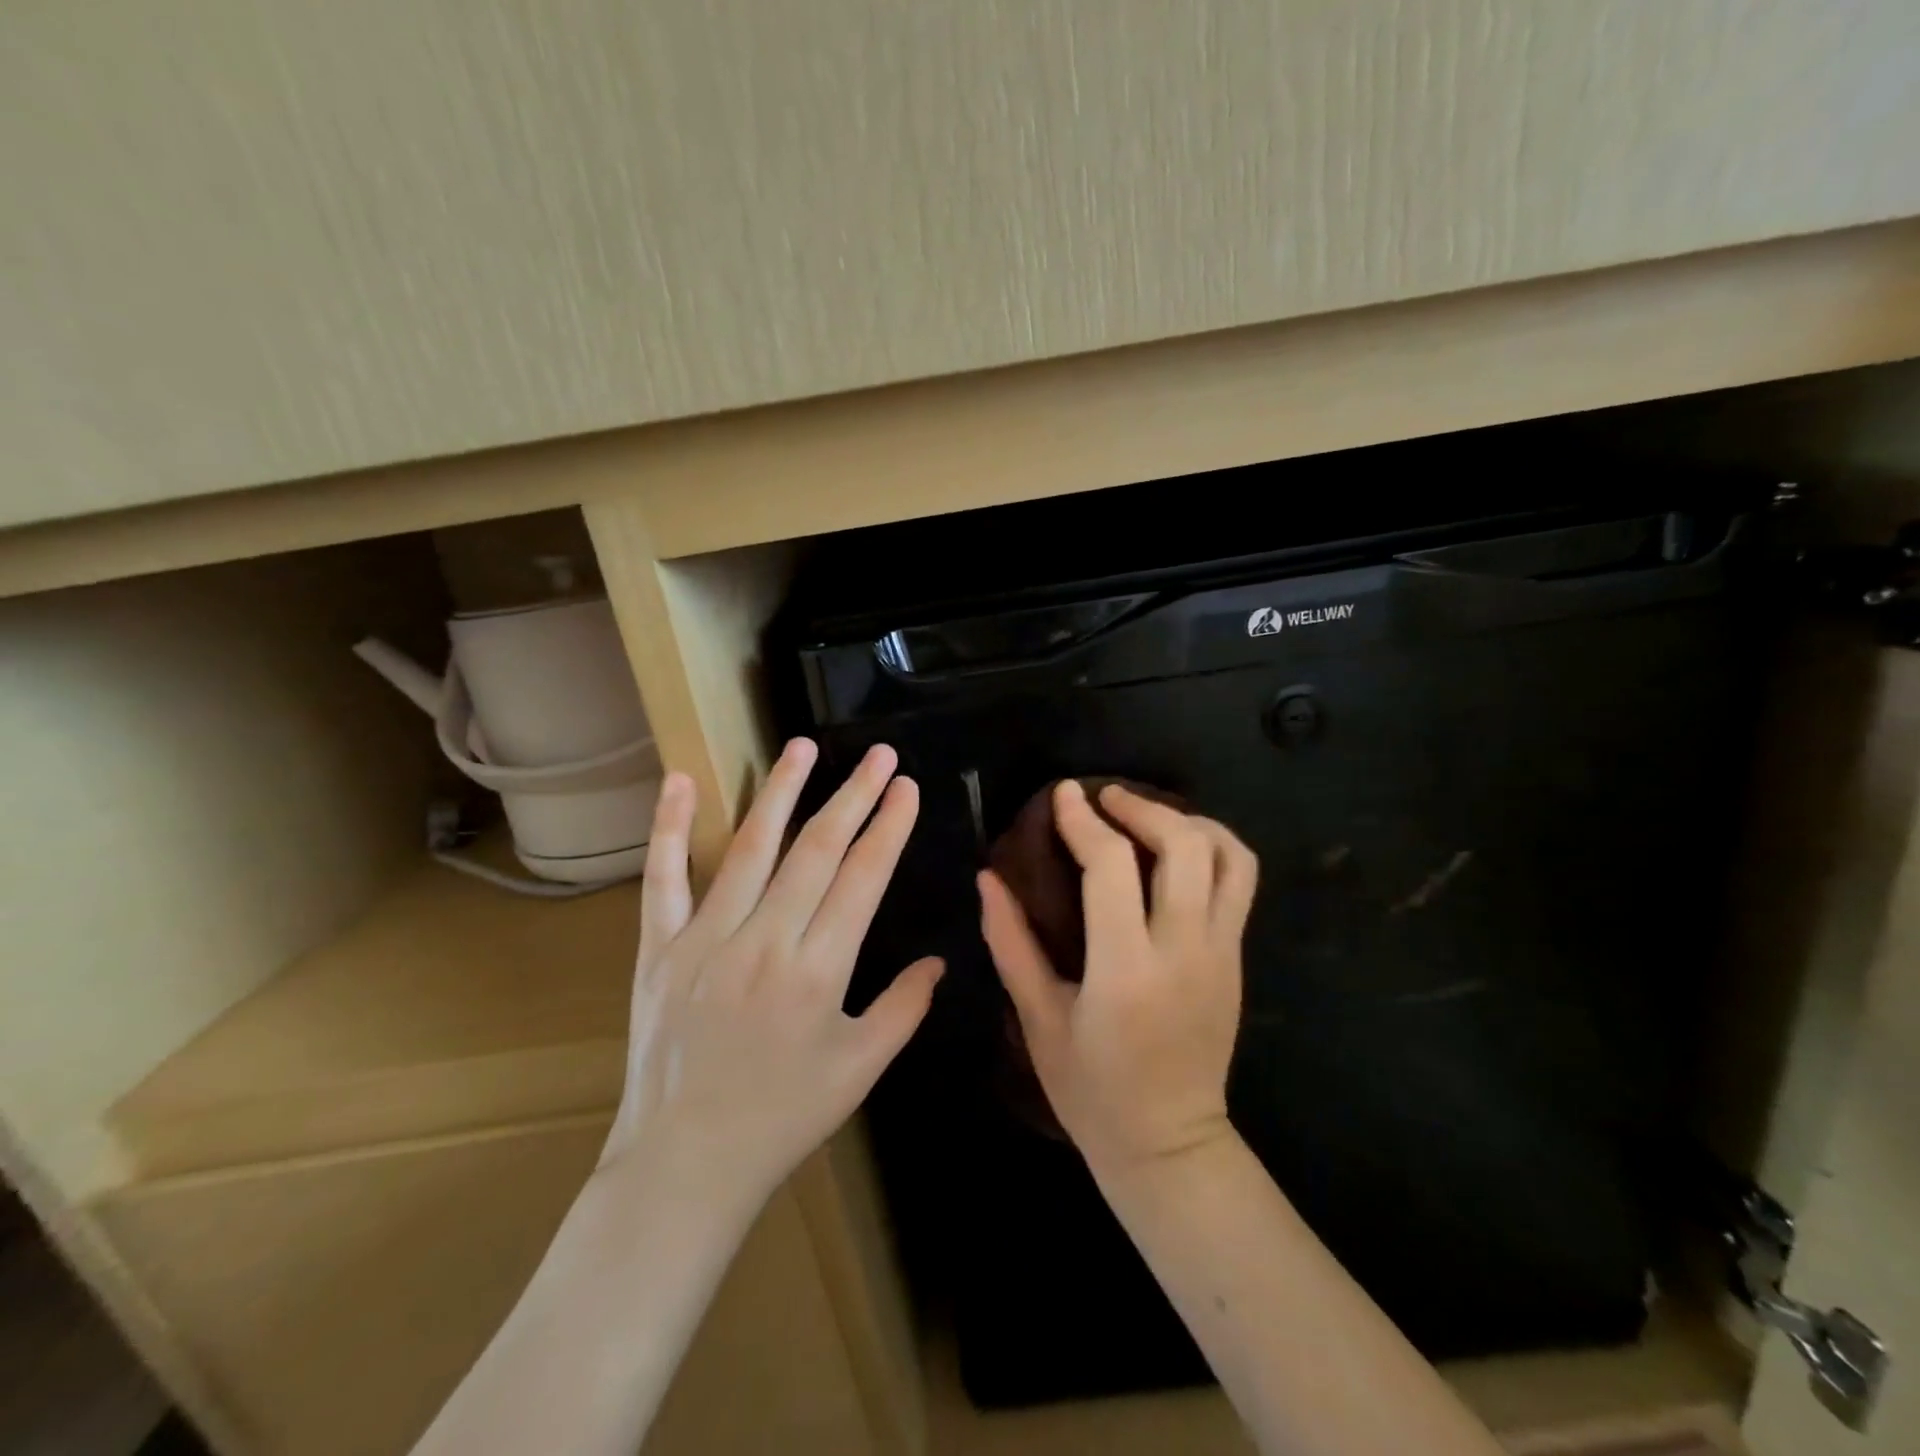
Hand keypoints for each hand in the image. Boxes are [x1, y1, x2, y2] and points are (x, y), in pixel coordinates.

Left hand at [600, 738, 941, 1216]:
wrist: (684, 1164)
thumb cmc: (783, 1118)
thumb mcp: (859, 1070)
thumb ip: (904, 1009)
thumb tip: (938, 960)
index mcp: (817, 971)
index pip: (862, 879)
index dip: (888, 828)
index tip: (906, 788)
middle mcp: (764, 942)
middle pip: (816, 851)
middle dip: (854, 796)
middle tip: (879, 755)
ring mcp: (705, 940)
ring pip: (749, 849)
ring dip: (781, 792)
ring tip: (804, 746)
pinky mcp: (658, 948)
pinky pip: (662, 879)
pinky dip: (668, 827)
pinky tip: (679, 780)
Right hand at [980, 781, 1255, 1179]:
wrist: (1170, 1145)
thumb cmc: (1091, 1090)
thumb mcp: (1037, 1019)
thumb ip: (1011, 942)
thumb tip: (989, 878)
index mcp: (1126, 969)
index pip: (1112, 867)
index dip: (1083, 820)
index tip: (1063, 793)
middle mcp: (1184, 950)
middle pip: (1184, 845)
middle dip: (1142, 807)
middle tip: (1105, 798)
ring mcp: (1221, 953)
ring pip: (1228, 857)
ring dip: (1188, 821)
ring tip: (1147, 815)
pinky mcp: (1237, 959)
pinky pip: (1239, 882)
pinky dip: (1212, 847)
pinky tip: (1176, 850)